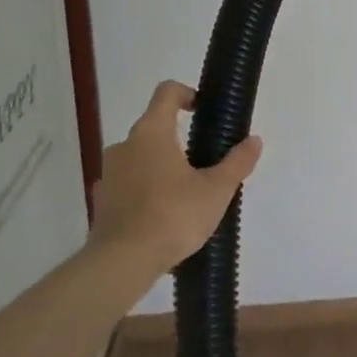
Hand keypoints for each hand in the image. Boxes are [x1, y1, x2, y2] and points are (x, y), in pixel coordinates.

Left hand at [86, 81, 261, 270]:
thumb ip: (237, 162)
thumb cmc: (173, 216)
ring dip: (162, 166)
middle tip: (205, 164)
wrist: (122, 263)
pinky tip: (163, 216)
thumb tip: (254, 140)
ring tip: (186, 194)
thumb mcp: (216, 190)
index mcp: (152, 133)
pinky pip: (129, 184)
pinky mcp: (102, 201)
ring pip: (140, 157)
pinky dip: (146, 190)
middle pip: (154, 127)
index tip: (203, 110)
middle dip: (179, 140)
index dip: (187, 93)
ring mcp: (109, 173)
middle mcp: (124, 145)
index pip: (166, 93)